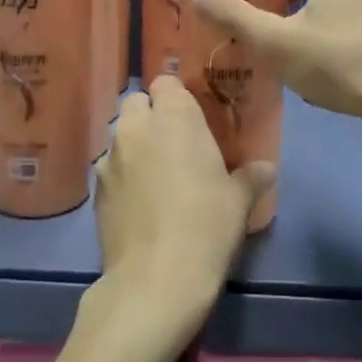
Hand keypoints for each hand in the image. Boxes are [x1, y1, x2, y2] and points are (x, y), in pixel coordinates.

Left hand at [86, 76, 274, 346]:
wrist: (155, 280)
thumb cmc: (206, 226)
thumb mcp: (239, 200)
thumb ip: (251, 176)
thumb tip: (266, 167)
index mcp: (174, 117)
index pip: (166, 82)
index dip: (177, 97)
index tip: (192, 118)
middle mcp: (136, 127)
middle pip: (137, 103)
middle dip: (151, 116)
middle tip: (174, 144)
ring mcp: (109, 157)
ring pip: (120, 135)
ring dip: (135, 145)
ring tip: (155, 175)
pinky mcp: (95, 189)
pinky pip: (109, 168)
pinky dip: (121, 175)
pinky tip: (138, 202)